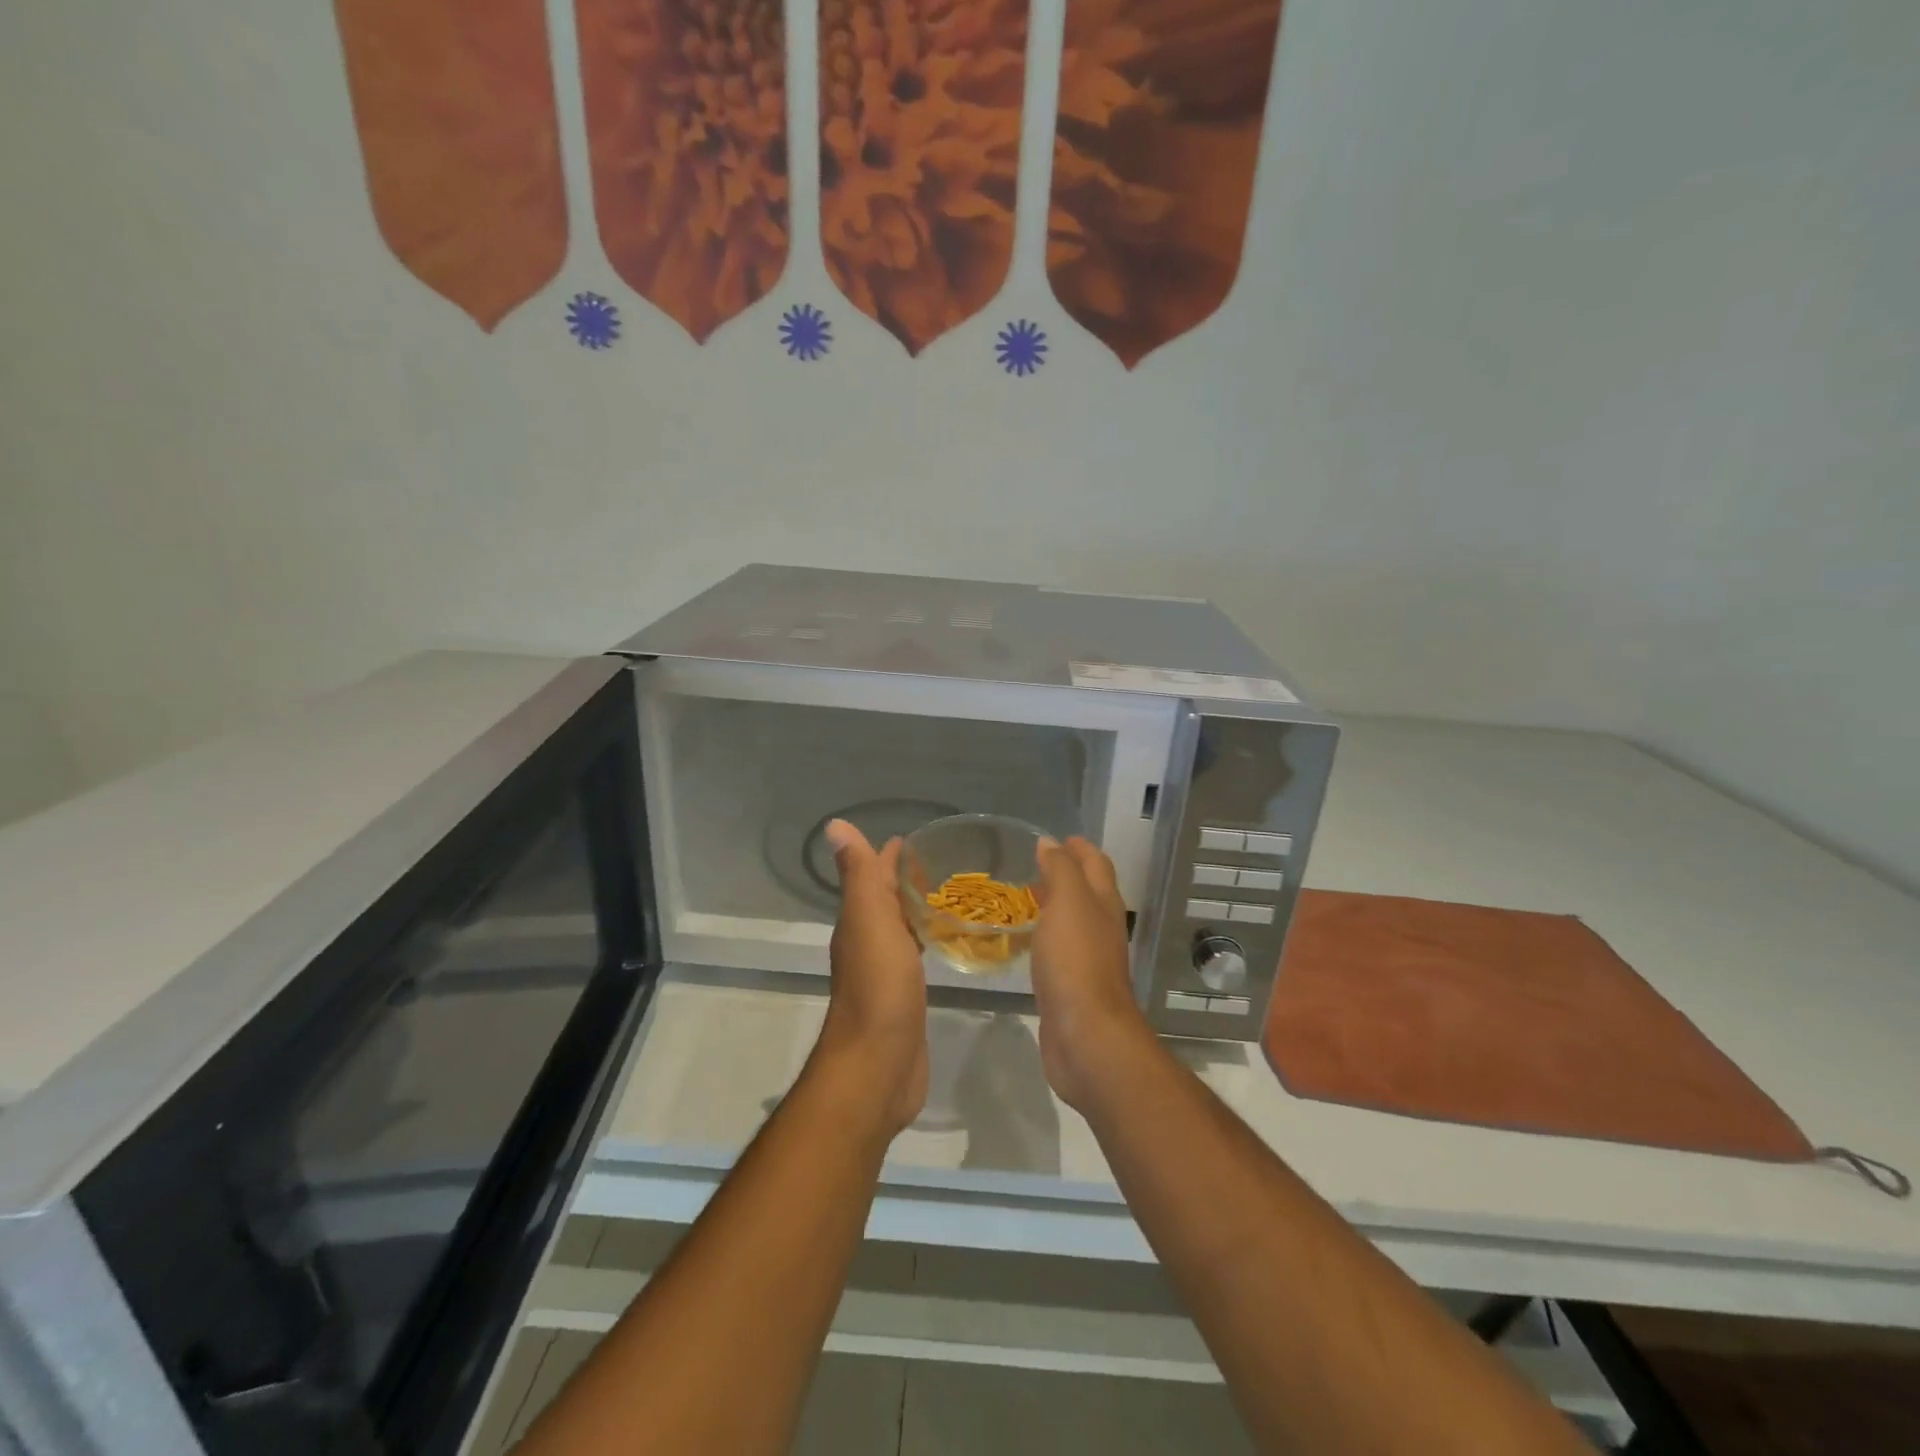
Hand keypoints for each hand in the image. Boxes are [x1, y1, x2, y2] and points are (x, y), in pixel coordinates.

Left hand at [811, 820, 928, 1136]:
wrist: (878, 1066)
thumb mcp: (869, 921)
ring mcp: (886, 971)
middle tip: (946, 863)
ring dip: (918, 909)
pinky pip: (916, 955)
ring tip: (951, 895)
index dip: (890, 855)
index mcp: (859, 921)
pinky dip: (927, 939)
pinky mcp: (905, 996)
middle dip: (908, 879)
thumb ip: (859, 875)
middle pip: (887, 900)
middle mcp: (869, 941)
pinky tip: (947, 941)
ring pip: (902, 927)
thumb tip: (834, 825)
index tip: (920, 837)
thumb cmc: (878, 988)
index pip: (874, 876)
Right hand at [1031, 838, 1156, 1111]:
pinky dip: (1045, 936)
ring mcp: (1088, 959)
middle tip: (1034, 864)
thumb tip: (1051, 843)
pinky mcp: (1072, 987)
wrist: (1087, 1036)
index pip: (1096, 865)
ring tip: (1025, 897)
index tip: (1057, 838)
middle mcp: (1101, 928)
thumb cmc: (1077, 961)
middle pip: (1088, 892)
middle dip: (1066, 874)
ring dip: (1055, 905)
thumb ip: (1060, 870)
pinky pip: (1059, 950)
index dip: (1080, 848)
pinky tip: (1027, 941)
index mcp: (1103, 904)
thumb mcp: (1068, 903)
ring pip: (1073, 922)